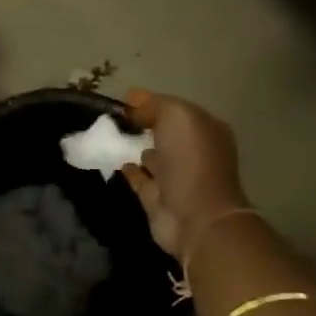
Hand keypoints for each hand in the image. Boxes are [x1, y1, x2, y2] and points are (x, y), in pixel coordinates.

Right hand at [119, 90, 248, 259]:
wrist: (195, 216)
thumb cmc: (191, 160)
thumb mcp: (176, 117)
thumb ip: (154, 106)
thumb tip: (132, 105)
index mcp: (205, 131)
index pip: (175, 110)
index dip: (150, 102)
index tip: (122, 98)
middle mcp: (194, 152)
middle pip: (164, 132)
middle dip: (143, 124)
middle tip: (110, 117)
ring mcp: (176, 177)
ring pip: (153, 155)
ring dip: (137, 146)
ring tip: (109, 136)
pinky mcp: (157, 198)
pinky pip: (139, 178)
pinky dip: (129, 170)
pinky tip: (115, 160)